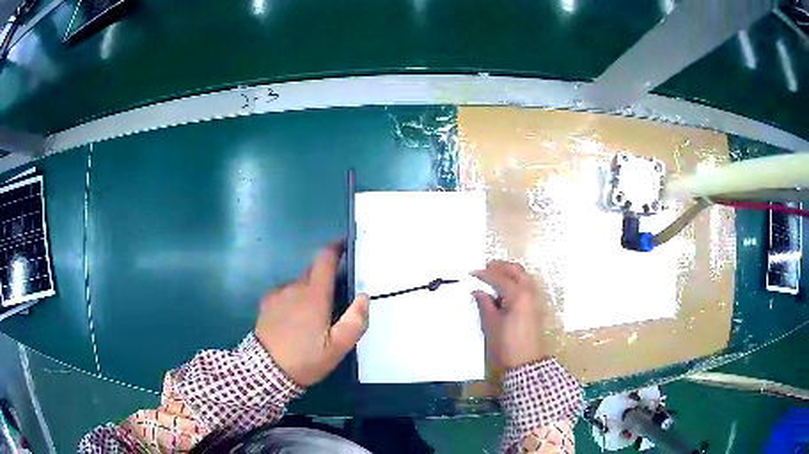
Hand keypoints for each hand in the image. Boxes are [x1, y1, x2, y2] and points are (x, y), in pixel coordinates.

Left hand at [254, 242, 369, 385]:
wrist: (266, 371)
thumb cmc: (305, 359)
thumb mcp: (338, 348)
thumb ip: (355, 321)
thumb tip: (363, 297)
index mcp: (314, 295)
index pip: (324, 259)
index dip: (336, 248)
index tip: (345, 246)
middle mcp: (294, 287)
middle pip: (313, 271)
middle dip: (326, 277)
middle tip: (336, 299)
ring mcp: (278, 293)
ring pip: (299, 284)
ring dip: (310, 291)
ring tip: (314, 316)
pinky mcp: (266, 302)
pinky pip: (286, 292)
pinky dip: (295, 298)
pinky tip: (295, 319)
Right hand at [472, 261, 545, 369]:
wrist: (526, 363)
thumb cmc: (506, 344)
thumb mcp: (491, 324)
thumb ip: (484, 304)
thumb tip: (478, 291)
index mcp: (518, 295)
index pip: (499, 278)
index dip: (484, 274)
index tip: (471, 273)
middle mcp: (529, 292)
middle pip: (516, 270)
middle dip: (500, 267)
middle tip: (485, 268)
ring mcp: (535, 298)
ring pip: (523, 276)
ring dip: (509, 272)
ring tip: (494, 276)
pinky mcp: (536, 306)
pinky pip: (527, 285)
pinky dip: (516, 281)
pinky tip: (505, 289)